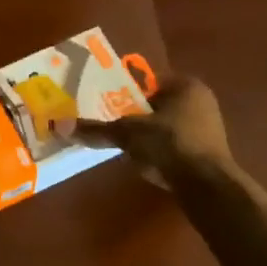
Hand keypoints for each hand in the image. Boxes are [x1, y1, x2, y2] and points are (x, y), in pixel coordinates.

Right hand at [73, 74, 233, 187]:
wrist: (205, 184)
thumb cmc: (169, 144)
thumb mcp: (127, 133)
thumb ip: (96, 129)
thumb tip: (58, 126)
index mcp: (186, 85)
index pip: (148, 81)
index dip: (124, 91)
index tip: (105, 103)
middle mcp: (201, 101)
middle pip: (156, 104)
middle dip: (134, 115)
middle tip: (110, 125)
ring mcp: (208, 128)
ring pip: (165, 126)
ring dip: (146, 134)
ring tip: (122, 145)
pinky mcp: (206, 153)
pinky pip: (174, 145)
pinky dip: (158, 151)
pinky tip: (143, 162)